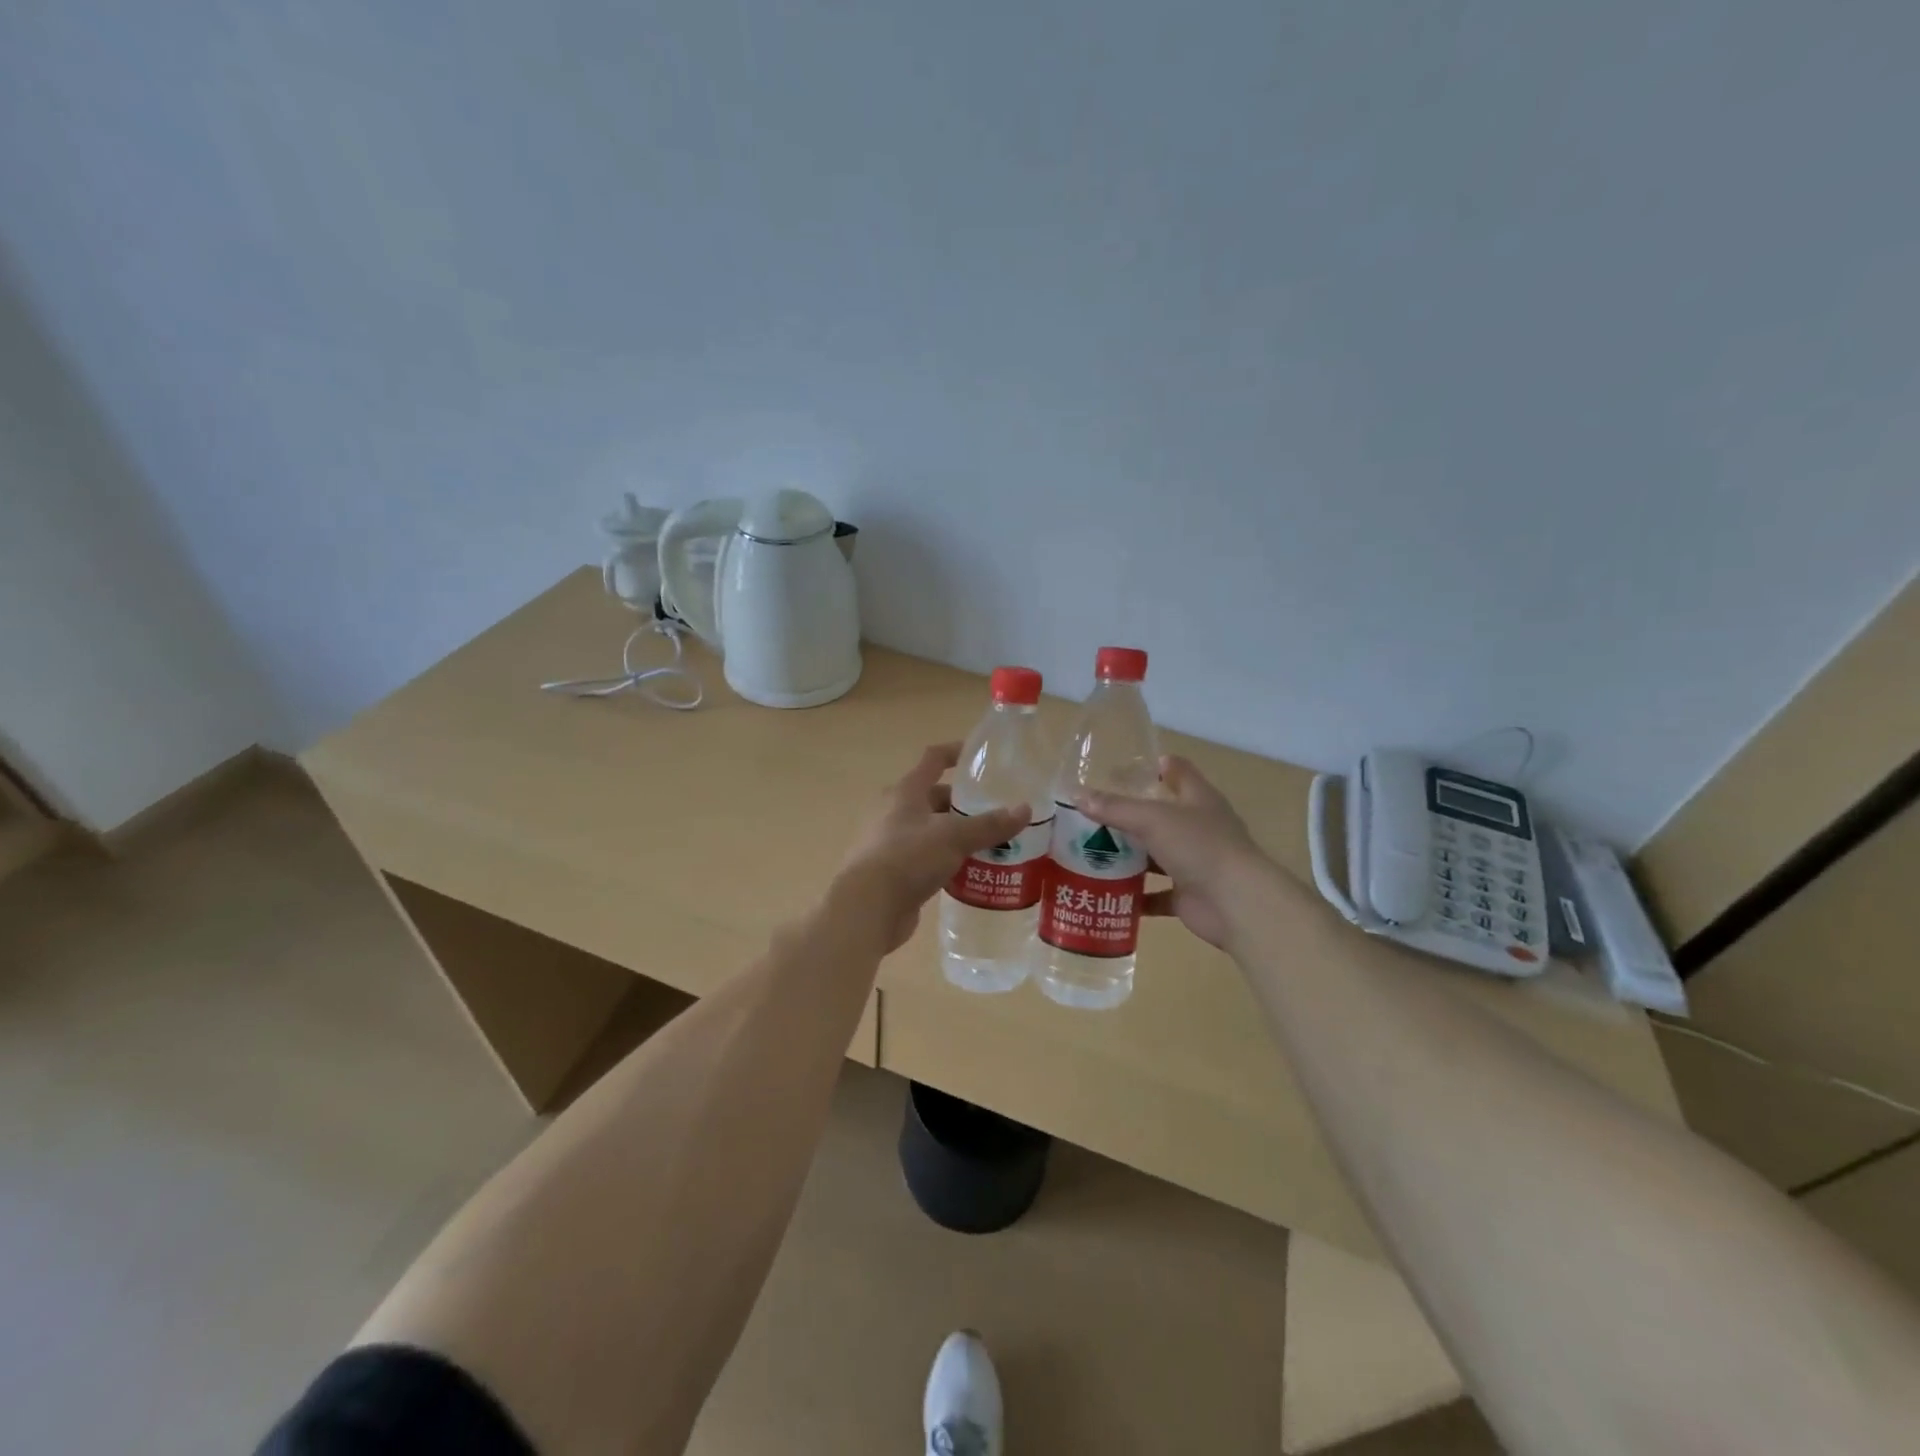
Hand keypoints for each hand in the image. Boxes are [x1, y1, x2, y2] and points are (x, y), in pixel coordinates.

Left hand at [833, 744, 1030, 953]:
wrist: (867, 908)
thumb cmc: (907, 858)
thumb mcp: (953, 837)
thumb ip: (990, 824)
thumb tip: (1025, 810)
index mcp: (905, 792)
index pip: (933, 759)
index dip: (956, 753)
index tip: (982, 757)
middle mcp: (895, 812)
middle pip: (935, 798)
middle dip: (965, 804)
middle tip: (998, 812)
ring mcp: (892, 843)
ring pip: (933, 831)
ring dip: (959, 836)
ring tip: (994, 844)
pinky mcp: (895, 873)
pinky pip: (928, 860)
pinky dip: (949, 862)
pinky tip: (973, 873)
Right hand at [1079, 756, 1279, 948]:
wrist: (1236, 903)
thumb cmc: (1199, 846)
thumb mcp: (1152, 819)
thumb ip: (1115, 808)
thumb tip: (1077, 795)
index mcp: (1198, 799)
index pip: (1178, 771)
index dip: (1154, 766)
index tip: (1120, 769)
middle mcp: (1198, 827)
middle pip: (1161, 815)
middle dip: (1129, 815)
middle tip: (1091, 815)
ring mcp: (1195, 862)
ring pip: (1156, 855)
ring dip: (1130, 857)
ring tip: (1091, 854)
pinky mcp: (1189, 895)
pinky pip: (1157, 894)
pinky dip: (1136, 896)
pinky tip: (1108, 894)